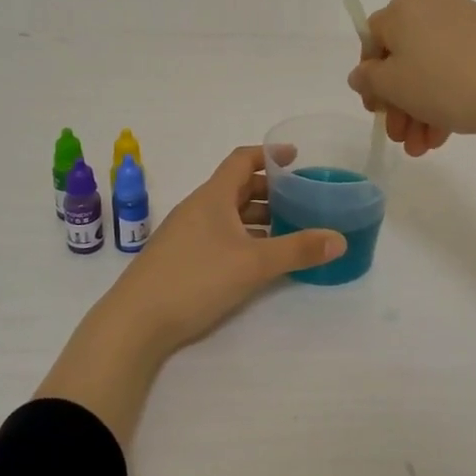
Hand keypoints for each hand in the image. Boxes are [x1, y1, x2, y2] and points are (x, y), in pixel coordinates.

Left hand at [37, 146, 346, 448]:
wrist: (136, 321)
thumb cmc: (195, 279)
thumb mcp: (253, 264)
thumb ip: (297, 250)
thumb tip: (339, 238)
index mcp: (213, 196)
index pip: (241, 160)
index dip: (269, 154)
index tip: (296, 157)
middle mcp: (198, 208)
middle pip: (237, 187)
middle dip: (269, 189)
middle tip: (301, 198)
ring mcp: (186, 233)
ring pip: (228, 214)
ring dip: (257, 216)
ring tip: (288, 228)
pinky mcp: (181, 257)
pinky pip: (219, 234)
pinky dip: (243, 236)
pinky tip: (258, 259)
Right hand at [346, 0, 475, 153]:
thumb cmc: (446, 82)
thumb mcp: (394, 87)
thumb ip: (369, 80)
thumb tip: (362, 73)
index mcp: (402, 10)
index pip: (372, 38)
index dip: (370, 77)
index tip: (377, 110)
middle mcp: (432, 7)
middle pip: (403, 57)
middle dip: (398, 103)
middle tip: (401, 136)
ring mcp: (466, 22)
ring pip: (431, 68)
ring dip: (421, 109)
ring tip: (424, 147)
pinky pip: (457, 68)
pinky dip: (447, 98)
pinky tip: (446, 134)